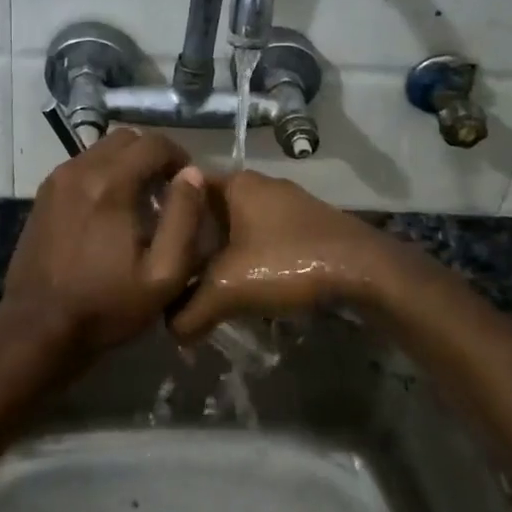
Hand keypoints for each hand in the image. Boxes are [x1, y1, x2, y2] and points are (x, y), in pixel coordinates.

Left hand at [1, 128, 207, 361]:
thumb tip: (192, 175)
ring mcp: (57, 180)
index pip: (154, 143)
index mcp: (111, 183)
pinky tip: (108, 211)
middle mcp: (81, 169)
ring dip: (126, 164)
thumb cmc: (107, 304)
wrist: (38, 326)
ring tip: (138, 202)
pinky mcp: (44, 194)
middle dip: (152, 156)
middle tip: (164, 191)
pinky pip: (81, 166)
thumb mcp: (163, 273)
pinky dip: (102, 175)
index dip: (179, 156)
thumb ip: (184, 218)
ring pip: (101, 149)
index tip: (187, 185)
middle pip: (126, 138)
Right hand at [170, 172, 403, 339]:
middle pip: (211, 207)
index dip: (162, 209)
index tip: (146, 236)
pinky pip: (264, 234)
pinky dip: (250, 254)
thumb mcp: (228, 290)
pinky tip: (246, 284)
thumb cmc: (288, 263)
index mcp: (237, 183)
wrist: (365, 271)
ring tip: (202, 280)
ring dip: (222, 249)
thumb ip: (190, 310)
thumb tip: (167, 328)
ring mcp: (288, 203)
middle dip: (192, 236)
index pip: (184, 185)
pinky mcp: (308, 224)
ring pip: (240, 223)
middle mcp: (261, 184)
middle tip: (171, 266)